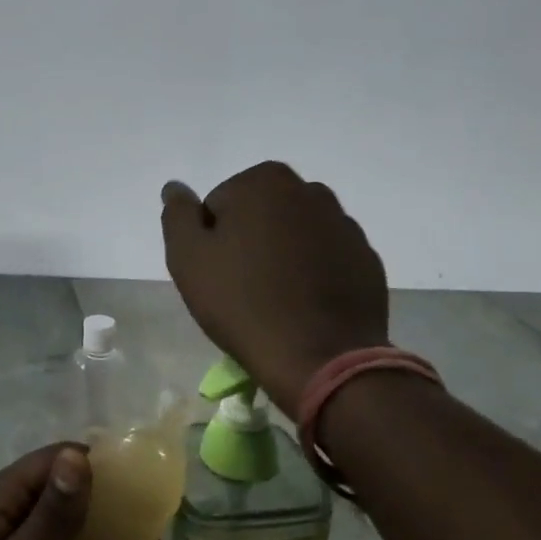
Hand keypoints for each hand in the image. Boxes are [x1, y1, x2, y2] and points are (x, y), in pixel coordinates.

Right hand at [162, 162, 389, 413]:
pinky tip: (304, 307)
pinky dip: (313, 274)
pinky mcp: (366, 259)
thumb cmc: (243, 302)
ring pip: (295, 235)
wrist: (321, 358)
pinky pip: (326, 259)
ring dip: (282, 256)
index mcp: (265, 181)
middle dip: (249, 241)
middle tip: (241, 288)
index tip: (217, 273)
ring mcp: (344, 225)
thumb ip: (177, 214)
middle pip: (260, 214)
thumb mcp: (188, 257)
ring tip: (274, 300)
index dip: (211, 240)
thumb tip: (175, 187)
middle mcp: (310, 191)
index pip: (219, 204)